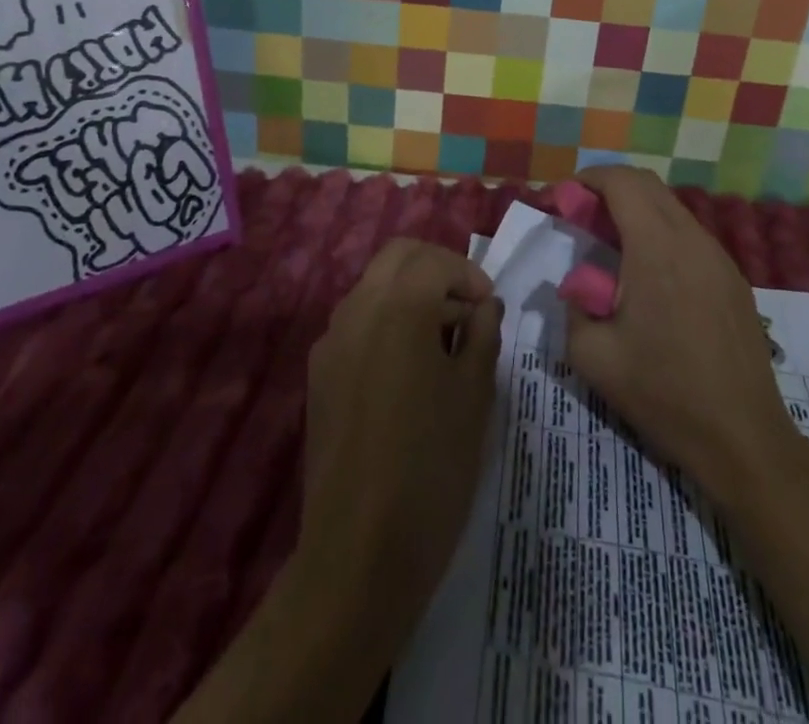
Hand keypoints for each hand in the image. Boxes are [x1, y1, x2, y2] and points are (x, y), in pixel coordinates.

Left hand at [299, 238, 503, 623]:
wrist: (359, 551)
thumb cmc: (432, 466)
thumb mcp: (475, 395)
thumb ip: (483, 335)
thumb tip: (484, 306)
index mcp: (398, 307)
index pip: (435, 260)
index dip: (469, 274)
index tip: (490, 307)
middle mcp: (357, 309)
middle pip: (398, 257)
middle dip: (437, 269)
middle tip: (467, 309)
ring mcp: (331, 341)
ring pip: (374, 286)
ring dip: (410, 294)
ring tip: (443, 342)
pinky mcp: (318, 374)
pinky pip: (357, 323)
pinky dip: (386, 322)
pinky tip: (408, 370)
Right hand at [564, 167, 808, 517]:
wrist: (743, 439)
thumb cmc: (663, 394)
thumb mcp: (592, 356)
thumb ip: (573, 306)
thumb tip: (578, 286)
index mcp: (656, 248)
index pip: (622, 182)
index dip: (589, 179)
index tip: (564, 198)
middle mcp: (692, 239)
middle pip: (648, 185)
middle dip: (610, 189)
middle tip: (582, 217)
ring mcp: (719, 257)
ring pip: (672, 209)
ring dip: (637, 212)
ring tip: (612, 247)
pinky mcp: (734, 279)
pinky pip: (691, 236)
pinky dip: (661, 234)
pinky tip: (649, 276)